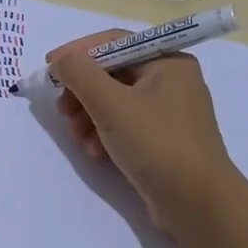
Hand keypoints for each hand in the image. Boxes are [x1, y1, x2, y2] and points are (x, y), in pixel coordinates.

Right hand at [49, 31, 241, 240]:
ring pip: (114, 101)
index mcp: (167, 61)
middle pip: (112, 73)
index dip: (78, 52)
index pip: (114, 42)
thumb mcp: (111, 103)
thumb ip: (79, 73)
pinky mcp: (163, 140)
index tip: (50, 68)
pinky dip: (105, 133)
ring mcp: (168, 112)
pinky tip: (95, 152)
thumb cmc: (156, 143)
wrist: (198, 205)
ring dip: (89, 116)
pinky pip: (125, 124)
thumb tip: (60, 59)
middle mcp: (171, 81)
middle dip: (82, 91)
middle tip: (62, 110)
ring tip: (78, 137)